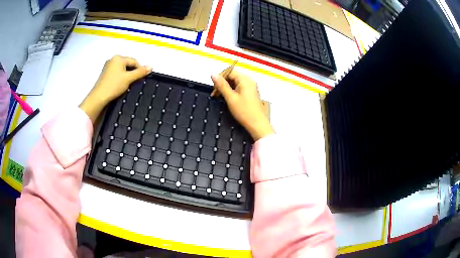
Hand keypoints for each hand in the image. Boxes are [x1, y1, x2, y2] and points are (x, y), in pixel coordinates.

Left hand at [80, 55, 151, 122]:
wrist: (99, 97)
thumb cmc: (113, 86)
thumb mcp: (129, 78)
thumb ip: (140, 72)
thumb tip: (150, 67)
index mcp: (118, 58)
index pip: (134, 61)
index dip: (140, 69)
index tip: (143, 77)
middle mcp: (112, 59)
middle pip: (127, 64)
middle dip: (132, 71)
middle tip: (135, 81)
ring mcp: (108, 66)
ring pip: (122, 68)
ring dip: (127, 75)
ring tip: (128, 83)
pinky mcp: (105, 73)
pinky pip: (116, 72)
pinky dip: (120, 77)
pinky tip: (121, 84)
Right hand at [211, 70, 273, 140]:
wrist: (257, 124)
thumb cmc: (245, 112)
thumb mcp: (230, 98)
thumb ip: (221, 85)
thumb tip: (213, 74)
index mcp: (245, 80)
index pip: (230, 71)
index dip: (220, 77)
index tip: (213, 87)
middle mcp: (249, 81)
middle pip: (232, 76)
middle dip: (222, 83)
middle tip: (215, 93)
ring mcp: (251, 87)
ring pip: (235, 82)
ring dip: (226, 88)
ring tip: (219, 96)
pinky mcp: (250, 93)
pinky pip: (239, 88)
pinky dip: (232, 91)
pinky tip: (227, 98)